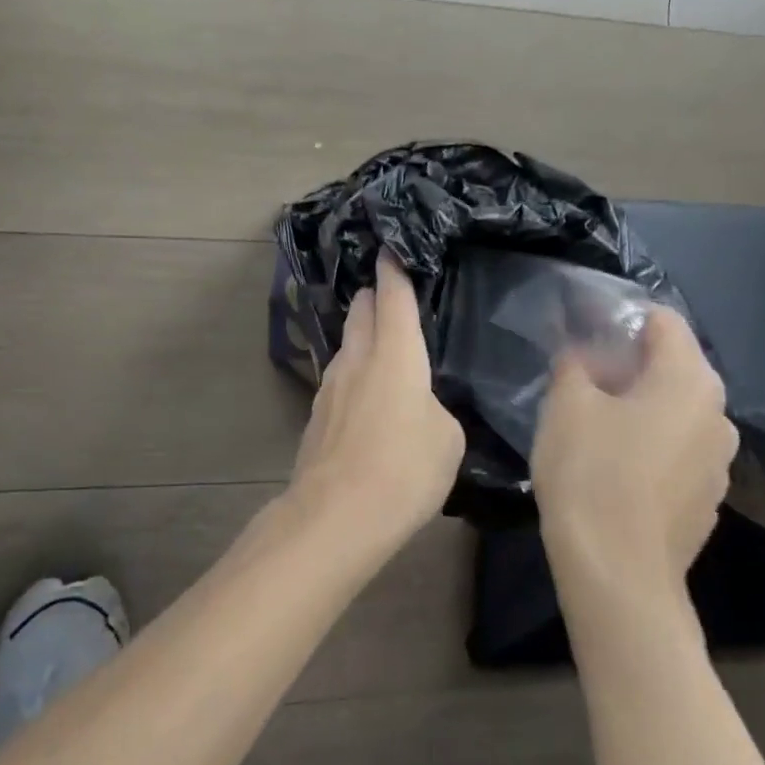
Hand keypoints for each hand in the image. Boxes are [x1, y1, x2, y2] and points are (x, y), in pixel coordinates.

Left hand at [289, 255, 464, 541]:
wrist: (336, 515)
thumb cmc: (404, 470)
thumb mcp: (447, 439)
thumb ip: (436, 409)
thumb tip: (419, 406)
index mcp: (394, 353)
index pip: (393, 296)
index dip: (394, 270)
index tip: (391, 250)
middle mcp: (357, 358)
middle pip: (362, 312)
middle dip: (375, 298)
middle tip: (390, 294)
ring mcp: (330, 385)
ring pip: (347, 344)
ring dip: (362, 336)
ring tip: (382, 345)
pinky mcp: (317, 414)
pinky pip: (340, 378)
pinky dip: (355, 372)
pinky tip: (367, 394)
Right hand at [531, 306, 738, 610]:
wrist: (617, 573)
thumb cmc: (591, 474)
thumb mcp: (567, 405)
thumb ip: (574, 363)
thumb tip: (580, 349)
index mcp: (690, 381)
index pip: (663, 322)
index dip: (620, 318)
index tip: (582, 331)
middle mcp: (719, 416)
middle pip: (673, 367)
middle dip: (627, 363)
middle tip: (580, 377)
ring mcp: (719, 462)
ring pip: (675, 411)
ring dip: (638, 405)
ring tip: (593, 421)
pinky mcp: (706, 499)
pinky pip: (677, 450)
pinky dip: (648, 443)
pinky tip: (613, 465)